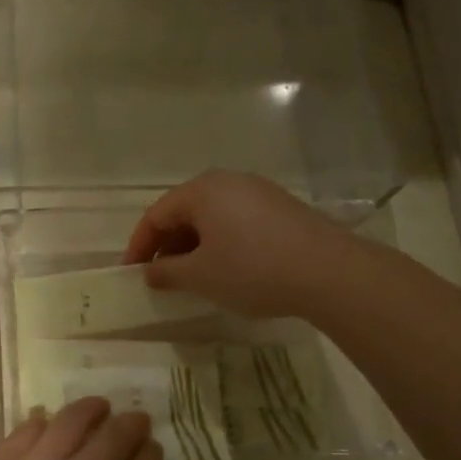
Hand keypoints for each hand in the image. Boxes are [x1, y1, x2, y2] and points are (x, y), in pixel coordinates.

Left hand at [0, 398, 160, 459]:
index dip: (152, 457)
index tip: (154, 452)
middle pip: (115, 435)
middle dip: (133, 426)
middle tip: (138, 422)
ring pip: (73, 418)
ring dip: (94, 409)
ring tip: (100, 408)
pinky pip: (29, 427)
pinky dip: (46, 421)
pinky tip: (50, 424)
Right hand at [123, 170, 353, 318]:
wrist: (329, 272)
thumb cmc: (252, 269)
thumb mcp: (200, 276)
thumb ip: (167, 272)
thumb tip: (150, 272)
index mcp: (202, 190)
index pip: (156, 215)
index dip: (139, 246)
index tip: (132, 274)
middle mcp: (229, 181)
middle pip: (184, 212)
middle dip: (167, 245)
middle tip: (160, 278)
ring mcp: (259, 192)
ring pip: (212, 218)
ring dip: (195, 246)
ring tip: (192, 278)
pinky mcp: (282, 209)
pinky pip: (237, 222)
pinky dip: (221, 244)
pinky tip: (227, 270)